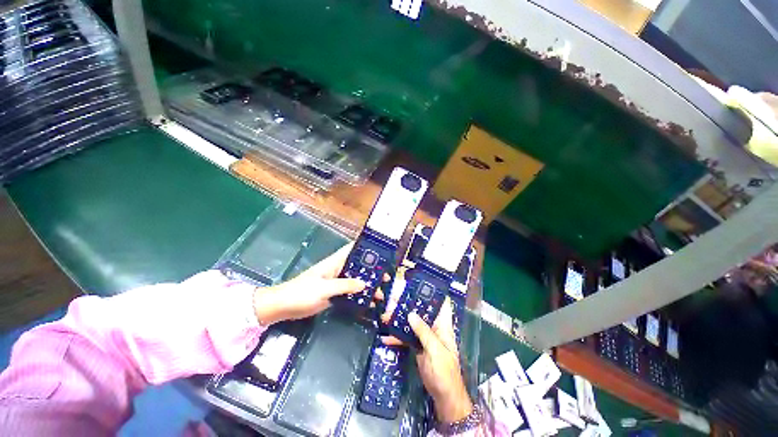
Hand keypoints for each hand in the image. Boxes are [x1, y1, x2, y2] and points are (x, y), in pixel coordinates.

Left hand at [252, 243, 384, 324]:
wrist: (283, 307)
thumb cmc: (302, 292)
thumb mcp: (324, 288)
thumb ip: (345, 285)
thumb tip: (365, 284)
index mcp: (334, 262)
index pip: (352, 250)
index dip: (366, 248)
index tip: (381, 252)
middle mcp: (338, 269)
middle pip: (358, 266)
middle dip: (372, 270)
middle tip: (386, 277)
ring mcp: (336, 282)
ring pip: (356, 280)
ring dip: (367, 284)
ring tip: (380, 293)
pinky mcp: (334, 293)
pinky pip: (350, 292)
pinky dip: (359, 295)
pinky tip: (368, 302)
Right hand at [382, 298, 472, 423]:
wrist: (443, 396)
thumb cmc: (445, 372)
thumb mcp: (436, 351)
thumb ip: (423, 332)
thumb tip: (411, 314)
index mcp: (443, 325)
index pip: (440, 303)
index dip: (431, 292)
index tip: (417, 284)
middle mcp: (434, 327)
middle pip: (421, 310)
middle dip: (407, 304)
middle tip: (392, 298)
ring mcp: (424, 336)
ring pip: (411, 322)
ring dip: (398, 319)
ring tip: (384, 316)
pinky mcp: (417, 345)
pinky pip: (406, 337)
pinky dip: (396, 337)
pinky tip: (385, 337)